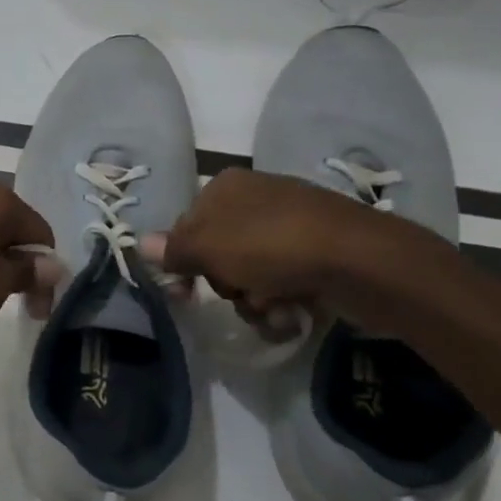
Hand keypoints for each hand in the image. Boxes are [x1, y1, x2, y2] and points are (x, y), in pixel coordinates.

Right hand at [140, 169, 410, 330]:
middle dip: (226, 284)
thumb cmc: (272, 246)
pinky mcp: (319, 253)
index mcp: (226, 187)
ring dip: (254, 301)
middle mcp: (256, 199)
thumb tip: (138, 243)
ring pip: (250, 275)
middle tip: (240, 292)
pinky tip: (294, 312)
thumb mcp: (209, 248)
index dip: (182, 262)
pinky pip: (283, 282)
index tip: (183, 293)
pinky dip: (283, 302)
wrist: (361, 261)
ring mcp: (291, 225)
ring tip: (274, 307)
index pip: (186, 227)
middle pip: (218, 254)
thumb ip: (173, 250)